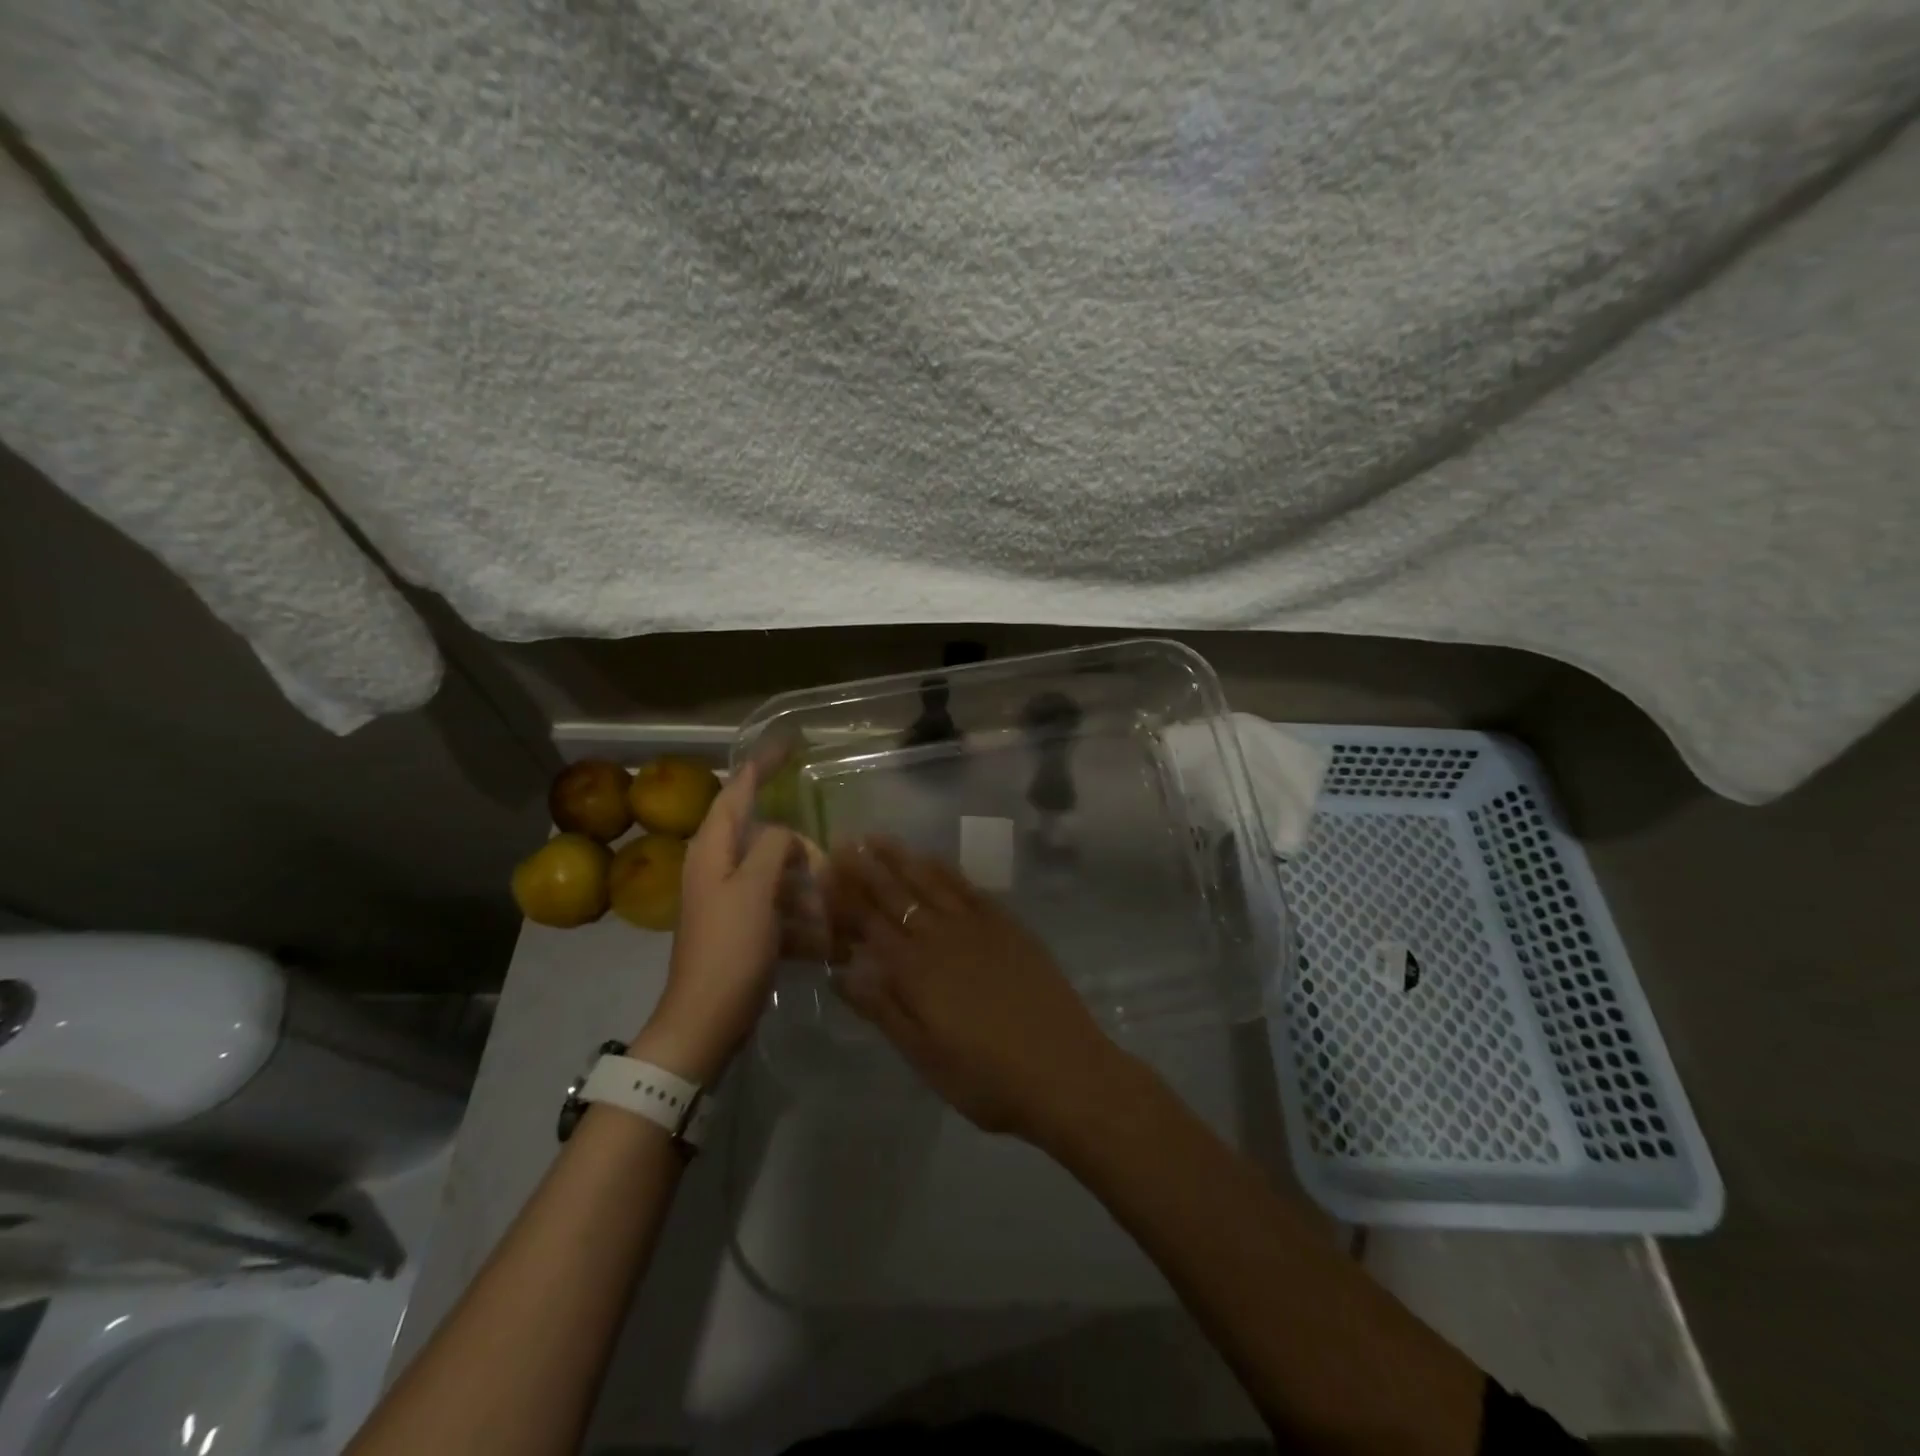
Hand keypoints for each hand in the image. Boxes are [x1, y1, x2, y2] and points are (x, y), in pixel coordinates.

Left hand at [633, 764, 824, 1082]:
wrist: (707, 1018)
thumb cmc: (730, 948)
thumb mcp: (755, 889)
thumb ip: (773, 846)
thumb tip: (786, 834)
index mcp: (712, 849)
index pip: (737, 791)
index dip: (761, 765)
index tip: (787, 741)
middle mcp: (717, 867)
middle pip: (764, 836)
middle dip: (799, 847)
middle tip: (827, 863)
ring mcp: (730, 898)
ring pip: (777, 873)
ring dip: (805, 886)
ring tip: (831, 906)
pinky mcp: (743, 926)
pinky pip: (779, 906)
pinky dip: (801, 915)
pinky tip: (825, 937)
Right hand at [827, 837, 1125, 1142]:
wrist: (1063, 1071)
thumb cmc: (986, 1077)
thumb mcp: (923, 1056)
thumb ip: (881, 1009)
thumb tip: (838, 974)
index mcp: (914, 971)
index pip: (868, 924)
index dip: (844, 899)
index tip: (823, 873)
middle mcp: (940, 937)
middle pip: (895, 895)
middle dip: (865, 869)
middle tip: (843, 843)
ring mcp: (976, 926)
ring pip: (929, 882)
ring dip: (901, 859)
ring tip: (877, 838)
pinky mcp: (1007, 925)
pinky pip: (968, 887)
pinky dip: (945, 870)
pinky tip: (932, 859)